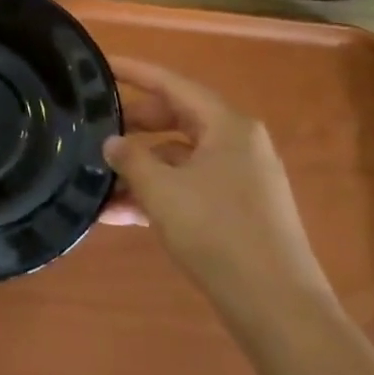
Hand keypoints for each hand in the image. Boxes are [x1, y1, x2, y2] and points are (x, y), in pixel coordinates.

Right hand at [104, 57, 331, 328]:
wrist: (278, 309)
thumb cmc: (218, 233)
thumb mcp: (162, 191)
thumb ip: (131, 159)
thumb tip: (112, 143)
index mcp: (227, 125)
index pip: (172, 84)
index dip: (134, 72)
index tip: (101, 64)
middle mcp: (237, 143)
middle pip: (176, 119)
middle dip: (133, 127)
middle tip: (95, 129)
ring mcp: (240, 179)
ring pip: (179, 158)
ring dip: (140, 170)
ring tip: (97, 183)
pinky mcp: (238, 211)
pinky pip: (189, 188)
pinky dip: (158, 195)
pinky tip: (119, 216)